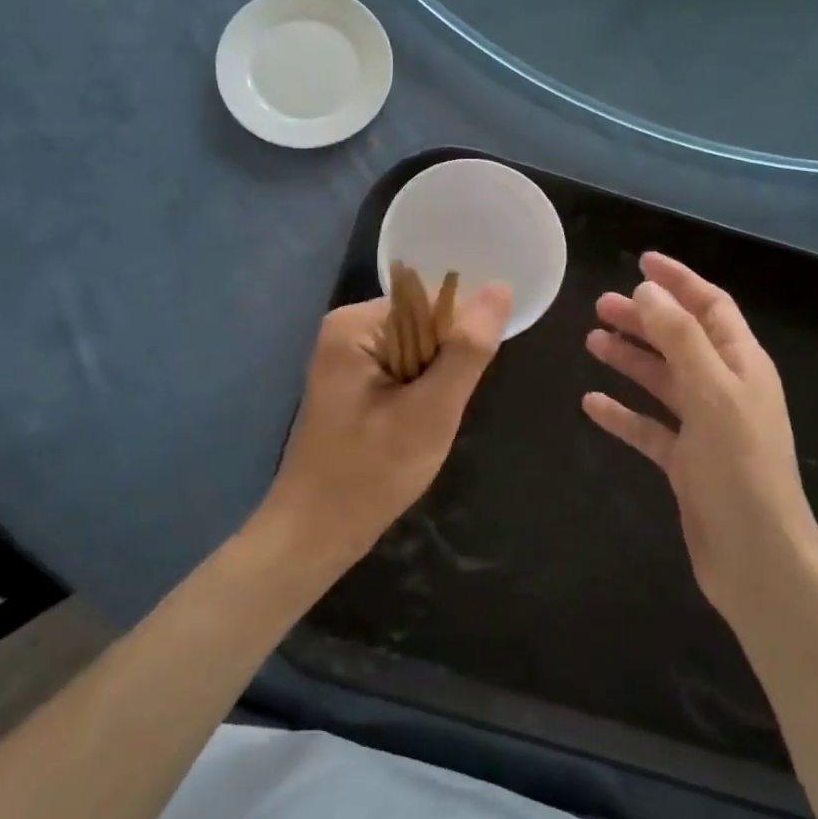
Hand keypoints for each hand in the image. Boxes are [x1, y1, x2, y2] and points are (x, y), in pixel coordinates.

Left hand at [262, 283, 511, 566]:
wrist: (316, 531)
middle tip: (432, 415)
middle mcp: (346, 327)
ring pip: (417, 350)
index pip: (432, 302)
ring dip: (430, 385)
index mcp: (356, 323)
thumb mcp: (430, 411)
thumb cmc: (371, 473)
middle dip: (442, 367)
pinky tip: (406, 427)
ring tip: (418, 424)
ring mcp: (345, 354)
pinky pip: (401, 368)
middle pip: (423, 324)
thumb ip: (467, 349)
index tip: (454, 389)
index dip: (457, 342)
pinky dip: (416, 395)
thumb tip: (501, 287)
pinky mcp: (350, 379)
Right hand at [583, 252, 817, 620]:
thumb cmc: (740, 469)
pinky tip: (591, 404)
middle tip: (600, 305)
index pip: (710, 307)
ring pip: (662, 380)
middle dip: (644, 319)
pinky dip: (622, 413)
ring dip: (629, 359)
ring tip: (591, 341)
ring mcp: (706, 428)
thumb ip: (680, 338)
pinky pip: (649, 427)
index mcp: (742, 366)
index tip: (640, 261)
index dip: (679, 281)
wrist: (757, 560)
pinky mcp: (686, 463)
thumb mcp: (712, 392)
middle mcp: (725, 390)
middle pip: (680, 340)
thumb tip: (647, 292)